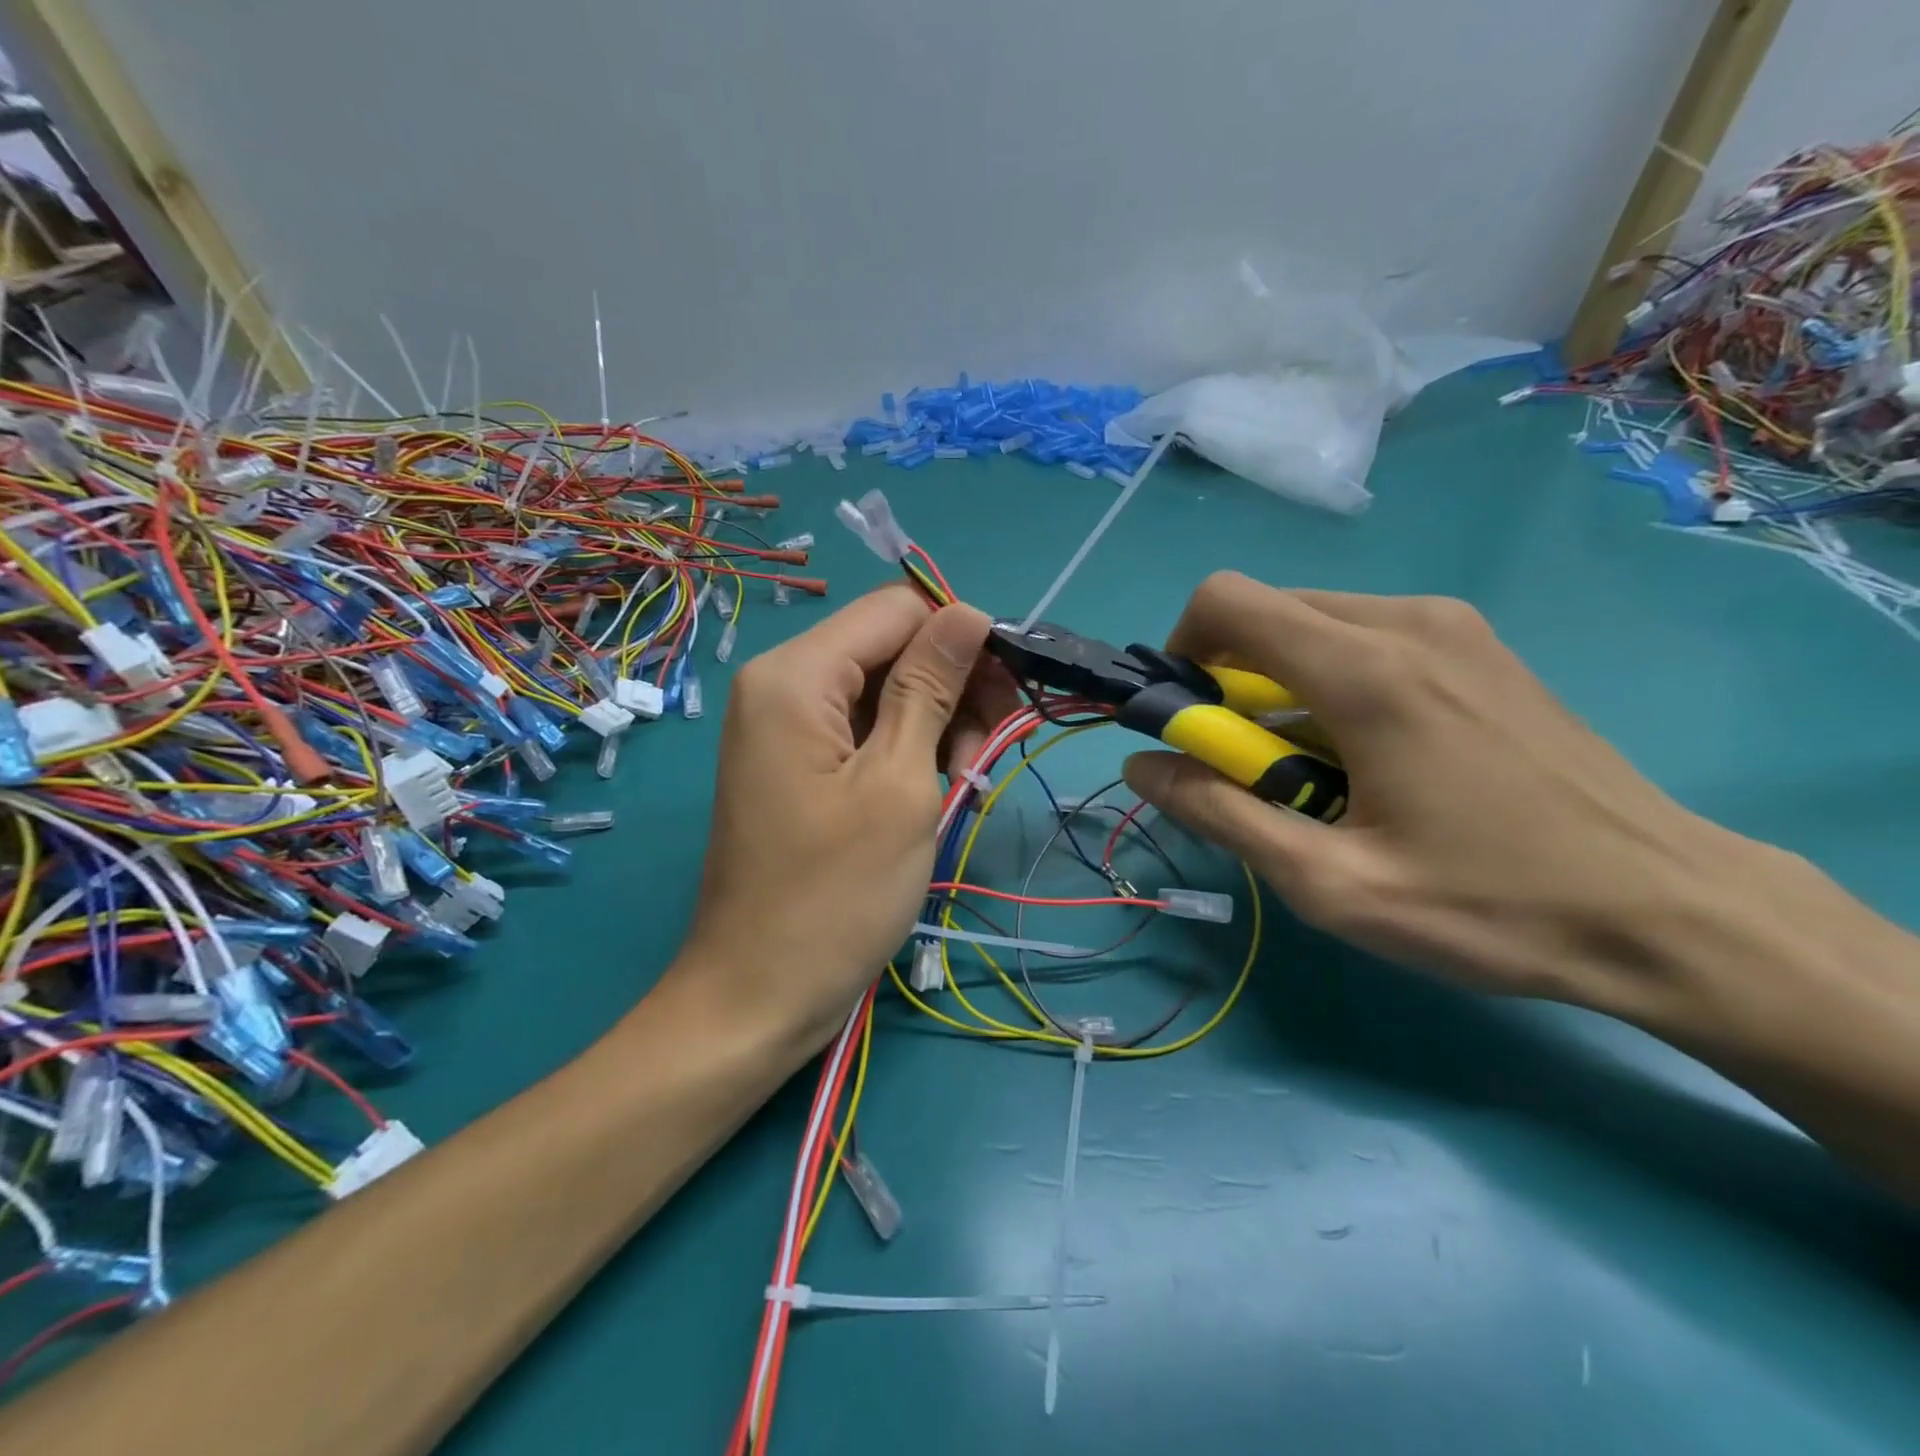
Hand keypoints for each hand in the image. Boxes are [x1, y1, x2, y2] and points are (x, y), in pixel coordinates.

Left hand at [674, 585, 1004, 1051]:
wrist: (758, 994)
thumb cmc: (835, 895)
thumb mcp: (899, 783)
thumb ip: (930, 686)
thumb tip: (968, 613)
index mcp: (795, 675)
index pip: (896, 610)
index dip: (961, 638)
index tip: (1008, 695)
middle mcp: (782, 684)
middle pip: (889, 647)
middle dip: (951, 686)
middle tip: (990, 749)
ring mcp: (786, 726)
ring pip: (883, 690)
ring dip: (936, 722)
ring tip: (966, 779)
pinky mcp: (798, 763)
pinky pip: (864, 730)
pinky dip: (908, 750)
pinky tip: (937, 788)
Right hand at [1122, 573, 1752, 1014]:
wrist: (1673, 914)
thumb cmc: (1491, 906)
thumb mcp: (1330, 884)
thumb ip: (1220, 814)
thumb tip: (1141, 767)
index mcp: (1366, 670)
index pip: (1225, 601)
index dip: (1181, 651)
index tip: (1191, 722)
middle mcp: (1406, 622)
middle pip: (1265, 611)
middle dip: (1227, 678)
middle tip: (1250, 765)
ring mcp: (1453, 628)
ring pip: (1313, 624)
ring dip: (1279, 685)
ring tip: (1316, 772)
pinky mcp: (1479, 647)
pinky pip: (1365, 638)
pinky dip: (1329, 682)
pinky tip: (1371, 757)